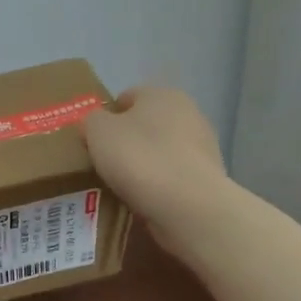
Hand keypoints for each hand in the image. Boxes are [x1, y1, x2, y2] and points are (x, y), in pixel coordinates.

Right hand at [81, 86, 226, 258]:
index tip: (93, 140)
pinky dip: (160, 185)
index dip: (106, 116)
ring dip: (144, 165)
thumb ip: (91, 120)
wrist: (188, 205)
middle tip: (104, 163)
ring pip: (161, 151)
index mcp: (161, 94)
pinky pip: (173, 177)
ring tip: (123, 186)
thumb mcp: (97, 131)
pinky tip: (145, 200)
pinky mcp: (209, 178)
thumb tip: (96, 125)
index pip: (127, 97)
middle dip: (127, 141)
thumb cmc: (138, 157)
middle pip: (146, 125)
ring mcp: (204, 146)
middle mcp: (189, 113)